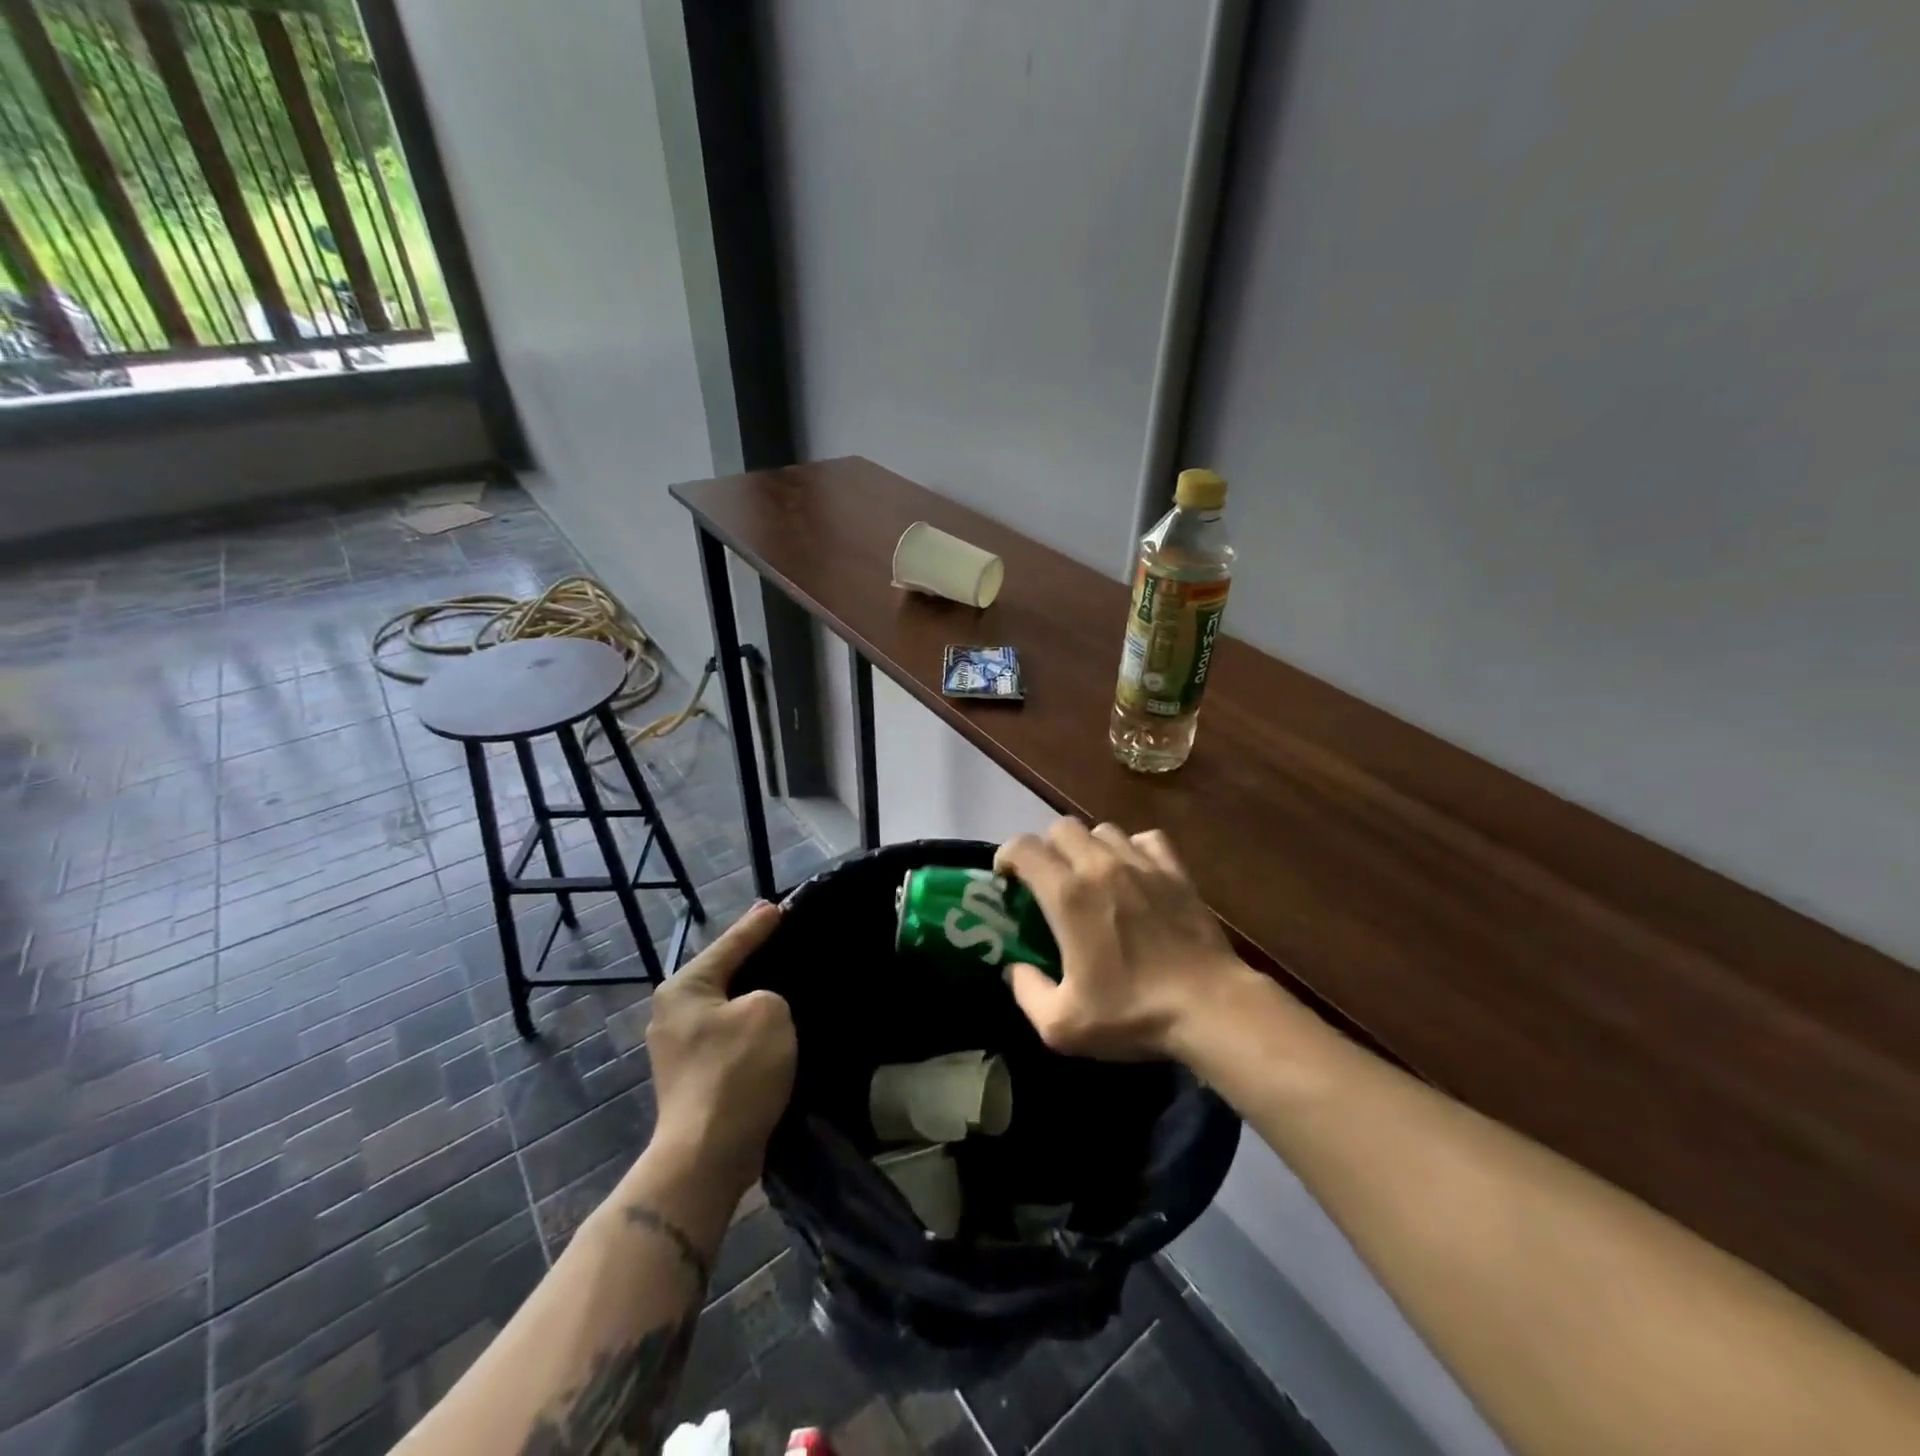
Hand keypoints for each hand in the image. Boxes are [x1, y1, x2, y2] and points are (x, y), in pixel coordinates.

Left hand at [645, 902, 795, 1191]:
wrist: (707, 1155)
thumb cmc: (736, 1071)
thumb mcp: (769, 1011)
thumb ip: (770, 992)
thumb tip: (760, 1006)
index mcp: (684, 988)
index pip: (729, 944)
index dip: (758, 925)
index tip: (780, 906)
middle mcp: (673, 1012)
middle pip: (724, 974)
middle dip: (754, 959)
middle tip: (786, 940)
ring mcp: (680, 1048)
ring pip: (728, 1007)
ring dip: (755, 998)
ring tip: (787, 983)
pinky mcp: (695, 1076)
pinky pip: (730, 1036)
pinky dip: (752, 1028)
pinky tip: (776, 1028)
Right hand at [996, 819, 1253, 1061]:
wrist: (1210, 1008)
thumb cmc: (1133, 1014)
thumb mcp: (1062, 1025)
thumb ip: (1026, 993)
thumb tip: (1015, 969)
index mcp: (1068, 896)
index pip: (1023, 847)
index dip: (1006, 856)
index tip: (1006, 879)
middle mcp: (1100, 866)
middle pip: (1061, 827)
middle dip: (1046, 848)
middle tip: (1048, 881)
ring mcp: (1142, 864)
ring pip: (1102, 829)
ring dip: (1088, 847)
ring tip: (1091, 877)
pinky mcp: (1176, 871)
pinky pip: (1146, 839)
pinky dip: (1132, 849)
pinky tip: (1133, 874)